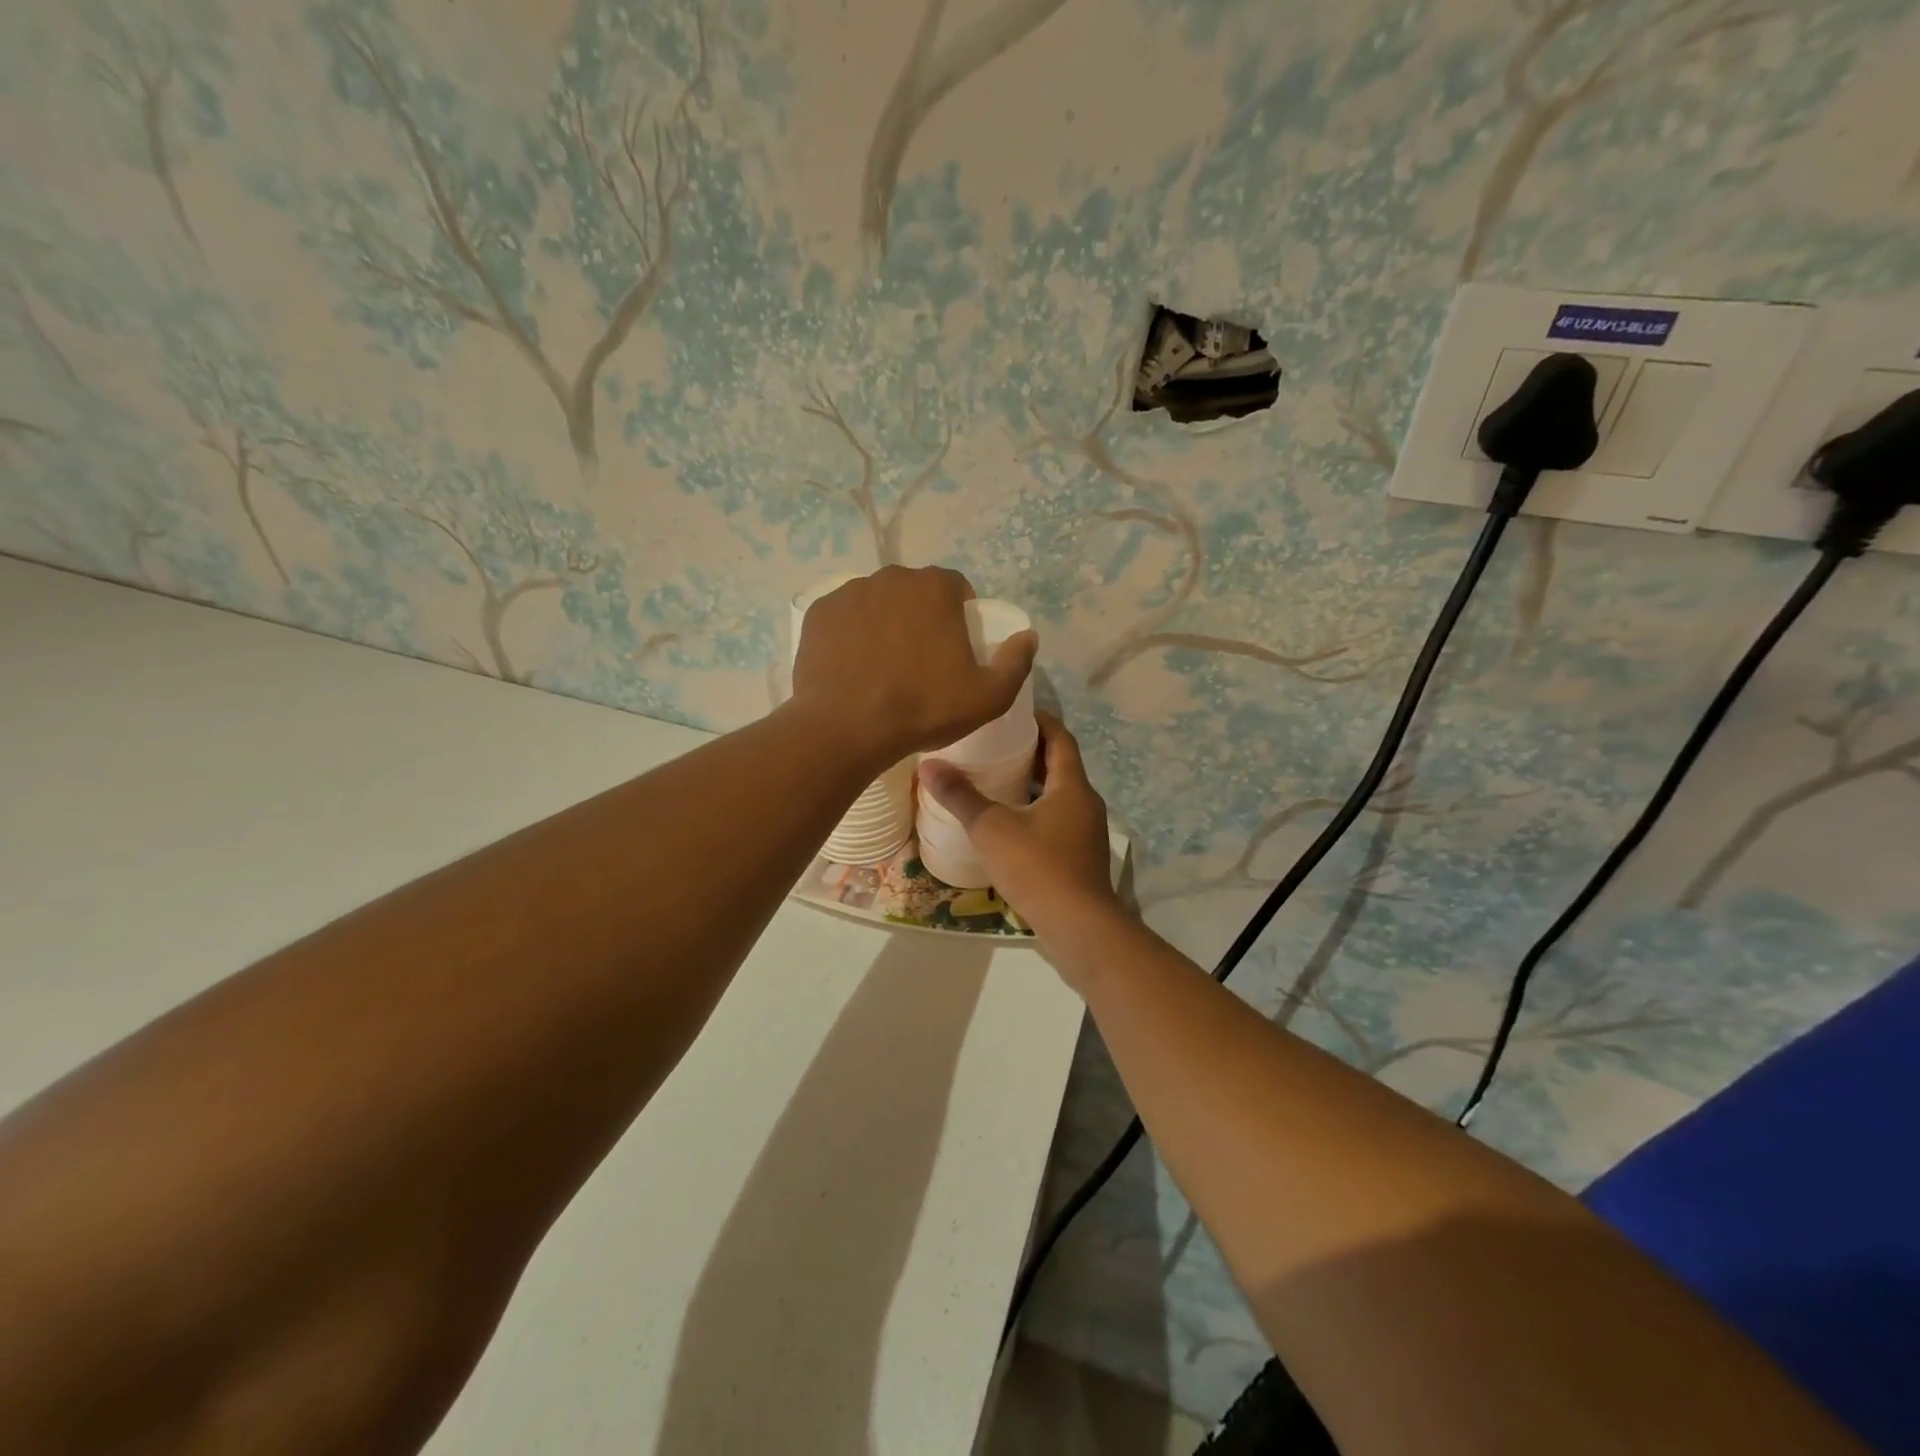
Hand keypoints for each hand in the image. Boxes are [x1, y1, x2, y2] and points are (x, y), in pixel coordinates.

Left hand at [791, 566, 1038, 764]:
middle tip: (920, 661)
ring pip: (877, 603)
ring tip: (883, 667)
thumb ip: (1016, 662)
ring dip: (885, 624)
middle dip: (921, 617)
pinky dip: (852, 636)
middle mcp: (890, 577)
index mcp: (934, 587)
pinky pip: (844, 619)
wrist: (846, 729)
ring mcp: (849, 593)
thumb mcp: (988, 697)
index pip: (956, 588)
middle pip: (914, 593)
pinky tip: (854, 668)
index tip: (956, 650)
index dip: (961, 616)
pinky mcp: (817, 614)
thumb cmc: (923, 709)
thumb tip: (1028, 637)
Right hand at [918, 713, 1120, 949]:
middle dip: (1031, 752)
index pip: (1061, 737)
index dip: (1039, 720)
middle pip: (1060, 765)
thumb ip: (960, 796)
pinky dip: (1036, 813)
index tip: (1012, 713)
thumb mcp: (992, 828)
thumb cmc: (1038, 867)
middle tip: (994, 744)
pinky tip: (1008, 825)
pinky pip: (1058, 821)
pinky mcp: (1081, 858)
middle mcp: (1086, 803)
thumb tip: (929, 764)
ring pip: (1059, 796)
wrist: (1080, 928)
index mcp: (1072, 786)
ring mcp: (1086, 832)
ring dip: (1033, 784)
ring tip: (995, 780)